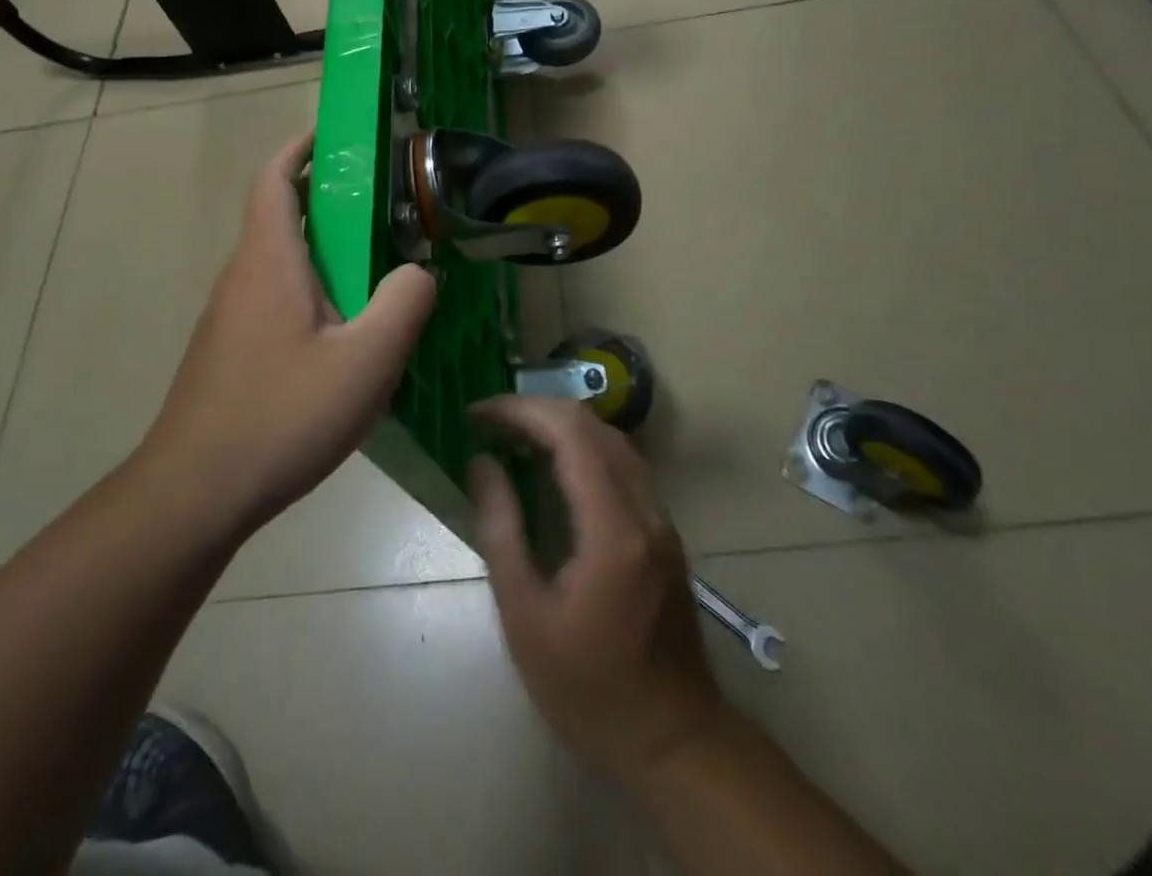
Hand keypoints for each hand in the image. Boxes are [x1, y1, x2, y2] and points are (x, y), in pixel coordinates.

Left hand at [140, 133, 436, 534]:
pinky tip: (347, 340)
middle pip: (283, 216)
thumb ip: (404, 303)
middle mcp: (242, 277)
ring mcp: (230, 317)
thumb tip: (419, 272)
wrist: (193, 494)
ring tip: (380, 276)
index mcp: (269, 260)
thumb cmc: (281, 415)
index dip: (302, 145)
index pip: (274, 176)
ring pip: (283, 263)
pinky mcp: (231, 351)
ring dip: (326, 254)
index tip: (339, 134)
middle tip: (389, 213)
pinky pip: (277, 301)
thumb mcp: (366, 360)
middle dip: (331, 202)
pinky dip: (314, 294)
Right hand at [469, 396, 723, 786]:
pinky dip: (583, 449)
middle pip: (593, 426)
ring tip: (513, 437)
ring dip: (562, 426)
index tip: (477, 413)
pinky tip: (552, 468)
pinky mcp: (663, 531)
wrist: (674, 741)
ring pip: (612, 440)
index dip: (520, 410)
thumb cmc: (589, 689)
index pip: (570, 433)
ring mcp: (661, 518)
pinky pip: (622, 465)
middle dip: (537, 410)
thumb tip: (481, 463)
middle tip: (489, 422)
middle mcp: (645, 509)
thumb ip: (501, 530)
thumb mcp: (526, 617)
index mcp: (613, 528)